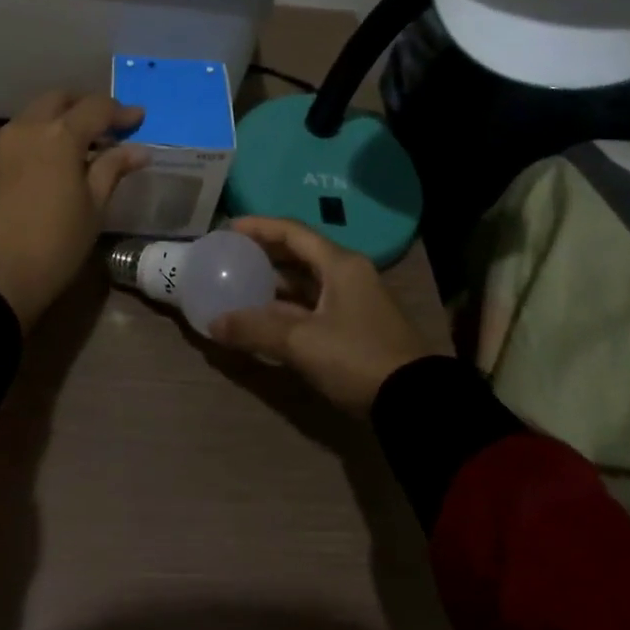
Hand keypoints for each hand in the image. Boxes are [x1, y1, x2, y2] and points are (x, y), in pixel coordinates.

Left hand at [0, 91, 149, 330]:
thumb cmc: (53, 244)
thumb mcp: (93, 208)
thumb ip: (112, 170)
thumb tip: (137, 150)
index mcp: (59, 134)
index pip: (96, 107)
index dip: (121, 111)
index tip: (139, 119)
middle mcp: (27, 127)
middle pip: (60, 99)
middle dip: (86, 106)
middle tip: (109, 127)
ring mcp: (2, 143)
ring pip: (36, 114)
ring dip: (61, 119)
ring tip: (84, 146)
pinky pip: (21, 134)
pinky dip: (42, 135)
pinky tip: (56, 160)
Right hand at [208, 217, 432, 414]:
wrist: (416, 403)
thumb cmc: (358, 358)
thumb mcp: (302, 343)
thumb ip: (256, 330)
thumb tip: (213, 324)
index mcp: (340, 264)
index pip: (293, 232)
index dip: (259, 226)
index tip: (229, 228)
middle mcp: (348, 274)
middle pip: (300, 253)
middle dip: (265, 253)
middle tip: (233, 255)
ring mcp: (354, 301)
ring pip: (307, 281)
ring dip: (276, 283)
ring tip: (242, 284)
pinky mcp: (356, 326)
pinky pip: (314, 304)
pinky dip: (288, 307)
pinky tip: (266, 318)